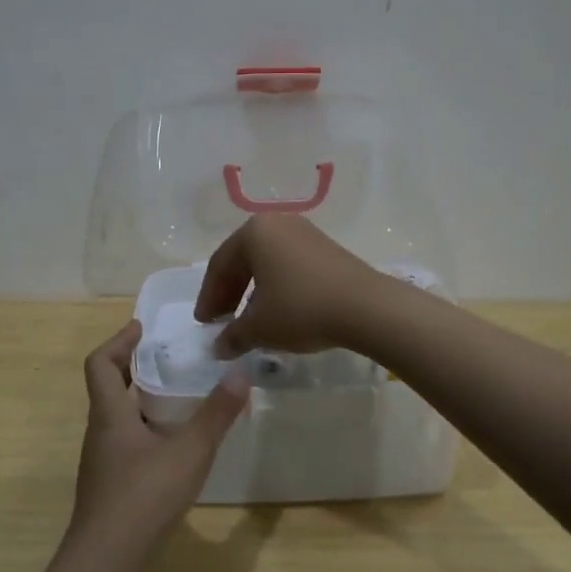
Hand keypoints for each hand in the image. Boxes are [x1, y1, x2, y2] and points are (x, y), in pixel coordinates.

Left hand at [69, 321, 248, 565]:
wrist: (105, 560)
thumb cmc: (143, 495)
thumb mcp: (189, 451)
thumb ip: (216, 414)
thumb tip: (240, 372)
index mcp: (110, 414)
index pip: (100, 363)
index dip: (119, 341)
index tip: (141, 328)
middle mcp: (100, 432)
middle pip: (108, 387)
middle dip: (134, 367)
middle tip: (167, 358)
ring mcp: (102, 461)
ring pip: (117, 417)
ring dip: (140, 399)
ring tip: (177, 396)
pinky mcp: (109, 485)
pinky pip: (125, 442)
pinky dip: (145, 429)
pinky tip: (171, 445)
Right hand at [195, 215, 383, 355]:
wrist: (366, 307)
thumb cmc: (301, 308)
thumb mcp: (259, 328)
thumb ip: (232, 336)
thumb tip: (218, 348)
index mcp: (254, 232)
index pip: (219, 265)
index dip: (208, 298)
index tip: (204, 324)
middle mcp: (277, 223)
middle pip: (243, 260)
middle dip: (229, 293)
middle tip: (221, 322)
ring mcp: (305, 232)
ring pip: (267, 263)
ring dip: (253, 291)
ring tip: (249, 320)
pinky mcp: (326, 248)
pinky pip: (289, 265)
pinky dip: (276, 287)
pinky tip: (278, 311)